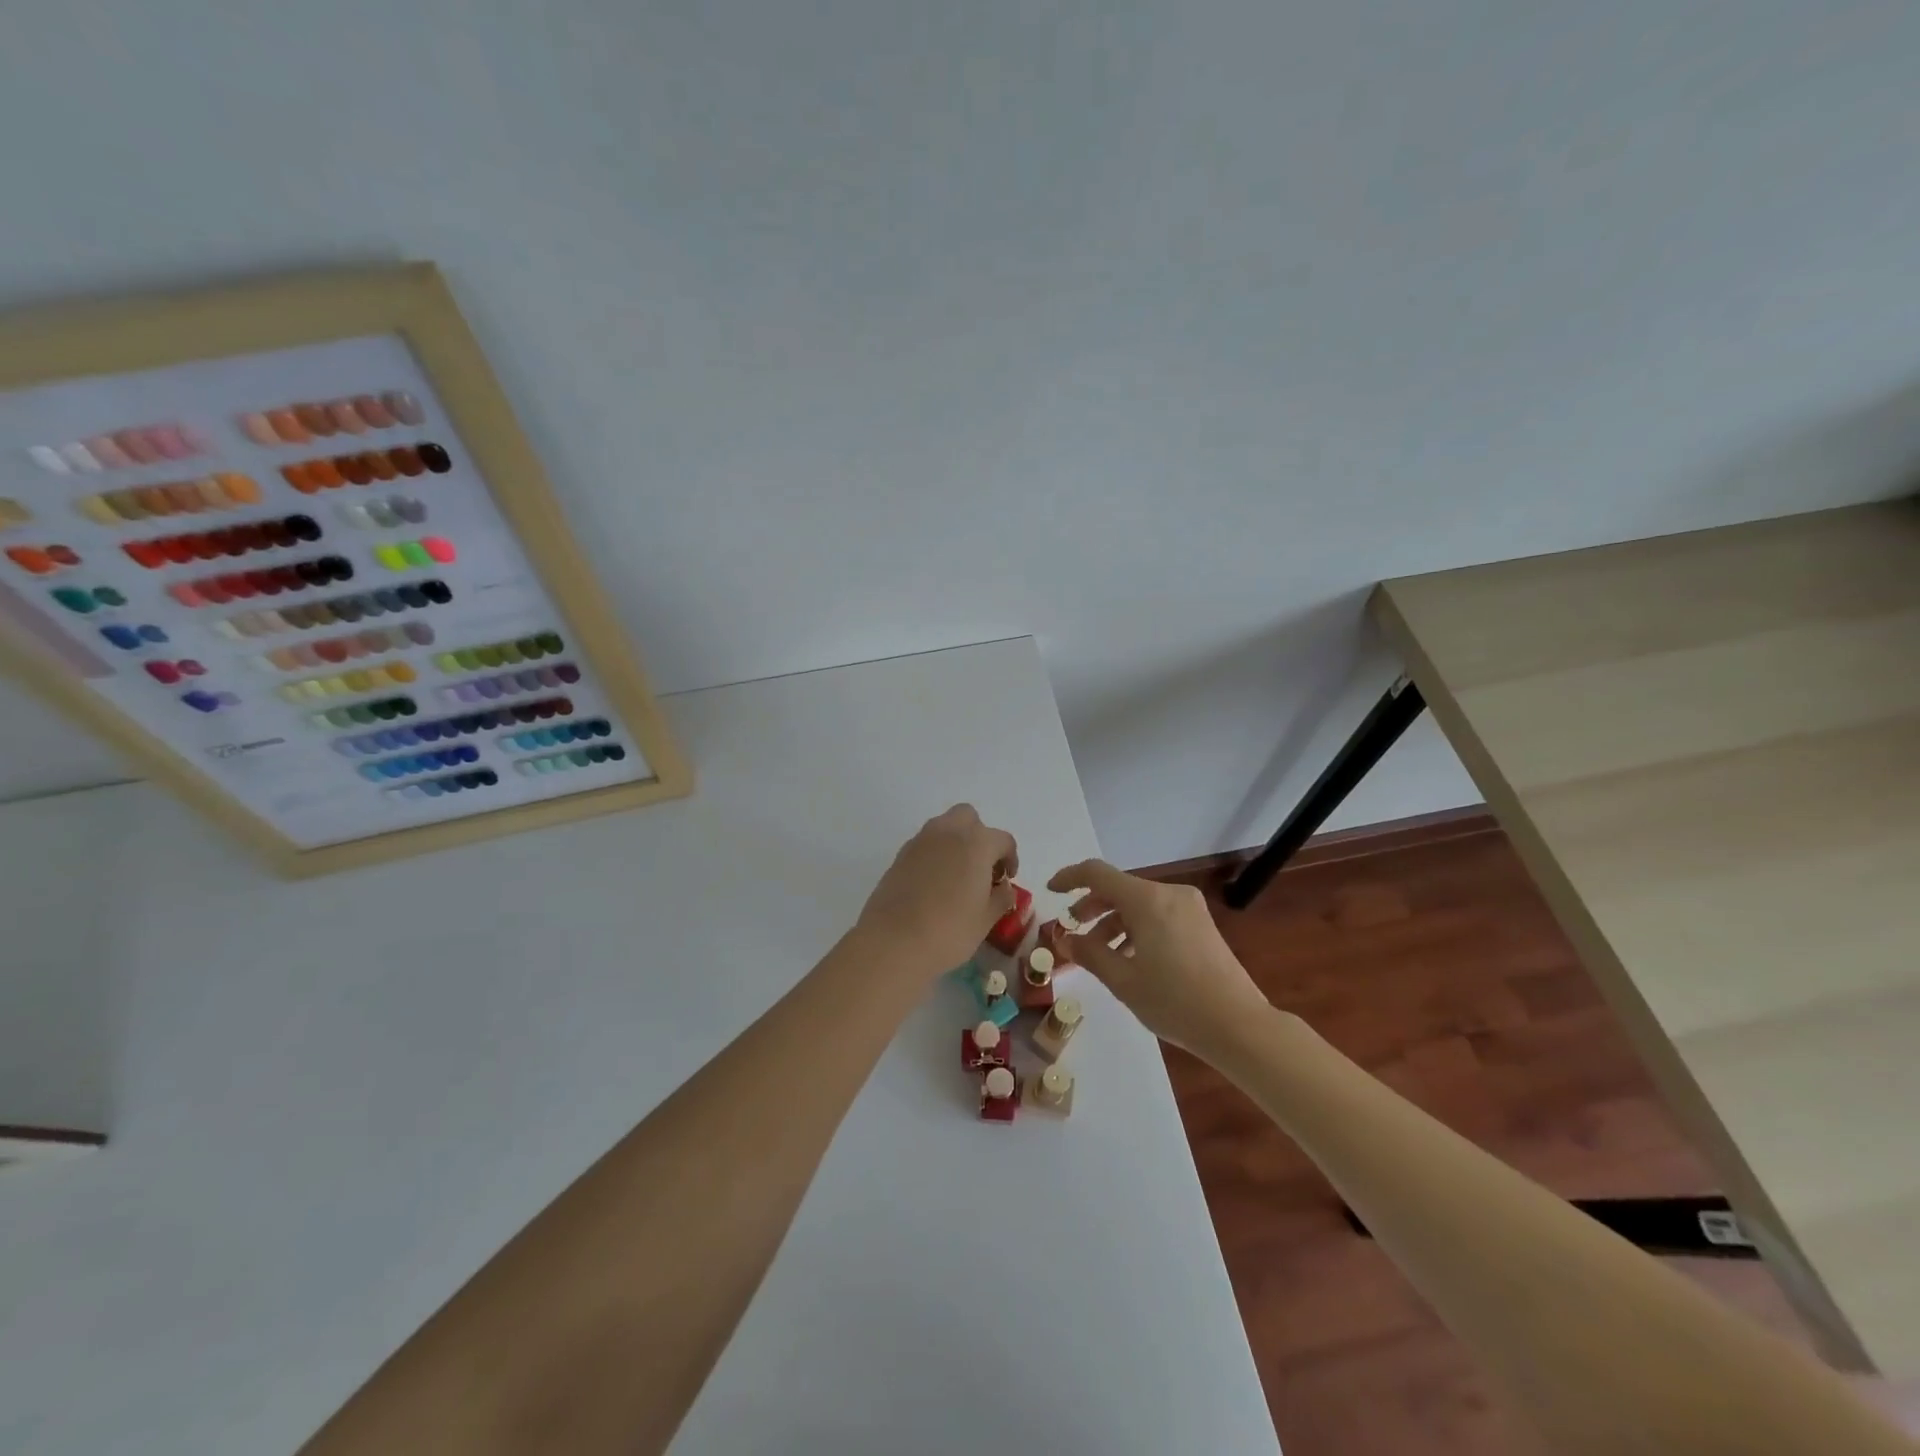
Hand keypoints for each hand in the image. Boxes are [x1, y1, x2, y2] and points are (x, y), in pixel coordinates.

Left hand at [858, 805, 1017, 976]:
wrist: (892, 942)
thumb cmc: (948, 931)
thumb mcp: (985, 919)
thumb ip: (1001, 898)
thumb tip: (1003, 888)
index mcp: (976, 843)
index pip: (1003, 840)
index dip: (1010, 858)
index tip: (1007, 879)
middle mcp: (948, 832)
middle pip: (969, 818)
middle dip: (979, 836)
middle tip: (982, 867)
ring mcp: (920, 841)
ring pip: (944, 827)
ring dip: (956, 842)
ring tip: (958, 876)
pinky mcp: (899, 855)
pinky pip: (925, 844)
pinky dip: (935, 855)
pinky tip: (935, 884)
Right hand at [1047, 859, 1270, 1054]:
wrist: (1239, 1026)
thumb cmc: (1175, 1001)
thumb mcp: (1123, 981)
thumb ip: (1089, 954)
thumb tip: (1065, 938)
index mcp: (1147, 900)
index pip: (1097, 873)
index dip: (1070, 878)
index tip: (1051, 891)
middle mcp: (1169, 894)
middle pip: (1120, 888)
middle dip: (1092, 906)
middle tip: (1073, 929)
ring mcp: (1189, 908)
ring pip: (1139, 904)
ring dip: (1114, 922)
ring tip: (1099, 954)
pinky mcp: (1201, 924)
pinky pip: (1158, 915)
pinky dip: (1136, 928)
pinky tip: (1130, 958)